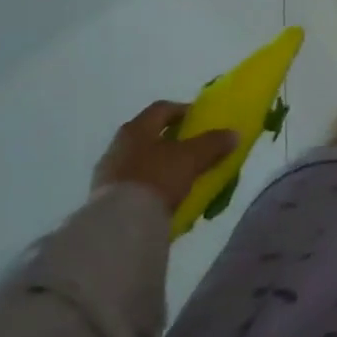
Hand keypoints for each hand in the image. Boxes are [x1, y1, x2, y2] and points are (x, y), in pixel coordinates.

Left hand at [92, 101, 237, 209]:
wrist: (119, 227)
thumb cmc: (157, 179)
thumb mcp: (192, 158)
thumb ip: (213, 143)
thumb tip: (234, 134)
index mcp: (137, 128)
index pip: (162, 108)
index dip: (182, 110)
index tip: (198, 120)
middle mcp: (118, 145)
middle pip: (148, 135)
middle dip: (169, 140)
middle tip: (190, 149)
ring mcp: (107, 174)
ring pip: (138, 161)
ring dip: (157, 166)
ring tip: (178, 178)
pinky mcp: (103, 200)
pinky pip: (131, 186)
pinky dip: (147, 187)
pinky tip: (161, 200)